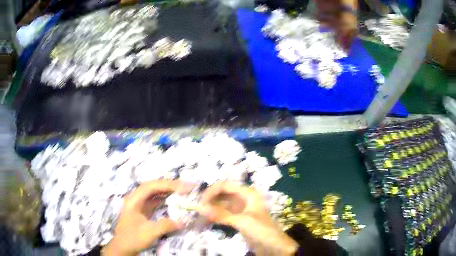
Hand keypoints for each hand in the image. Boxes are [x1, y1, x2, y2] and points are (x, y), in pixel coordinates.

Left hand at [102, 180, 191, 255]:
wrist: (123, 247)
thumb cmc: (133, 238)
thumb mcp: (149, 232)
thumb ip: (165, 225)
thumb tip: (183, 222)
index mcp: (134, 200)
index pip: (151, 186)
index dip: (167, 185)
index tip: (183, 188)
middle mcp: (136, 199)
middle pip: (153, 187)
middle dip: (169, 185)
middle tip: (186, 187)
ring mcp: (139, 204)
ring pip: (154, 193)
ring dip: (167, 191)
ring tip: (182, 191)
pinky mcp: (143, 210)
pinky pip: (155, 201)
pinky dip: (165, 199)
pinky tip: (173, 200)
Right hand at [197, 182, 297, 255]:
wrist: (274, 247)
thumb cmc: (262, 230)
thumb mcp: (242, 221)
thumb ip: (221, 215)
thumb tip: (199, 207)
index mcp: (247, 193)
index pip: (225, 186)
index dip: (211, 191)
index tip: (200, 202)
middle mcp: (243, 198)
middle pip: (222, 194)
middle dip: (210, 200)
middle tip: (197, 210)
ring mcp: (240, 209)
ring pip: (222, 204)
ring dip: (211, 208)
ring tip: (199, 216)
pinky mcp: (238, 219)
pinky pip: (224, 213)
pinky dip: (215, 216)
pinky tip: (206, 220)